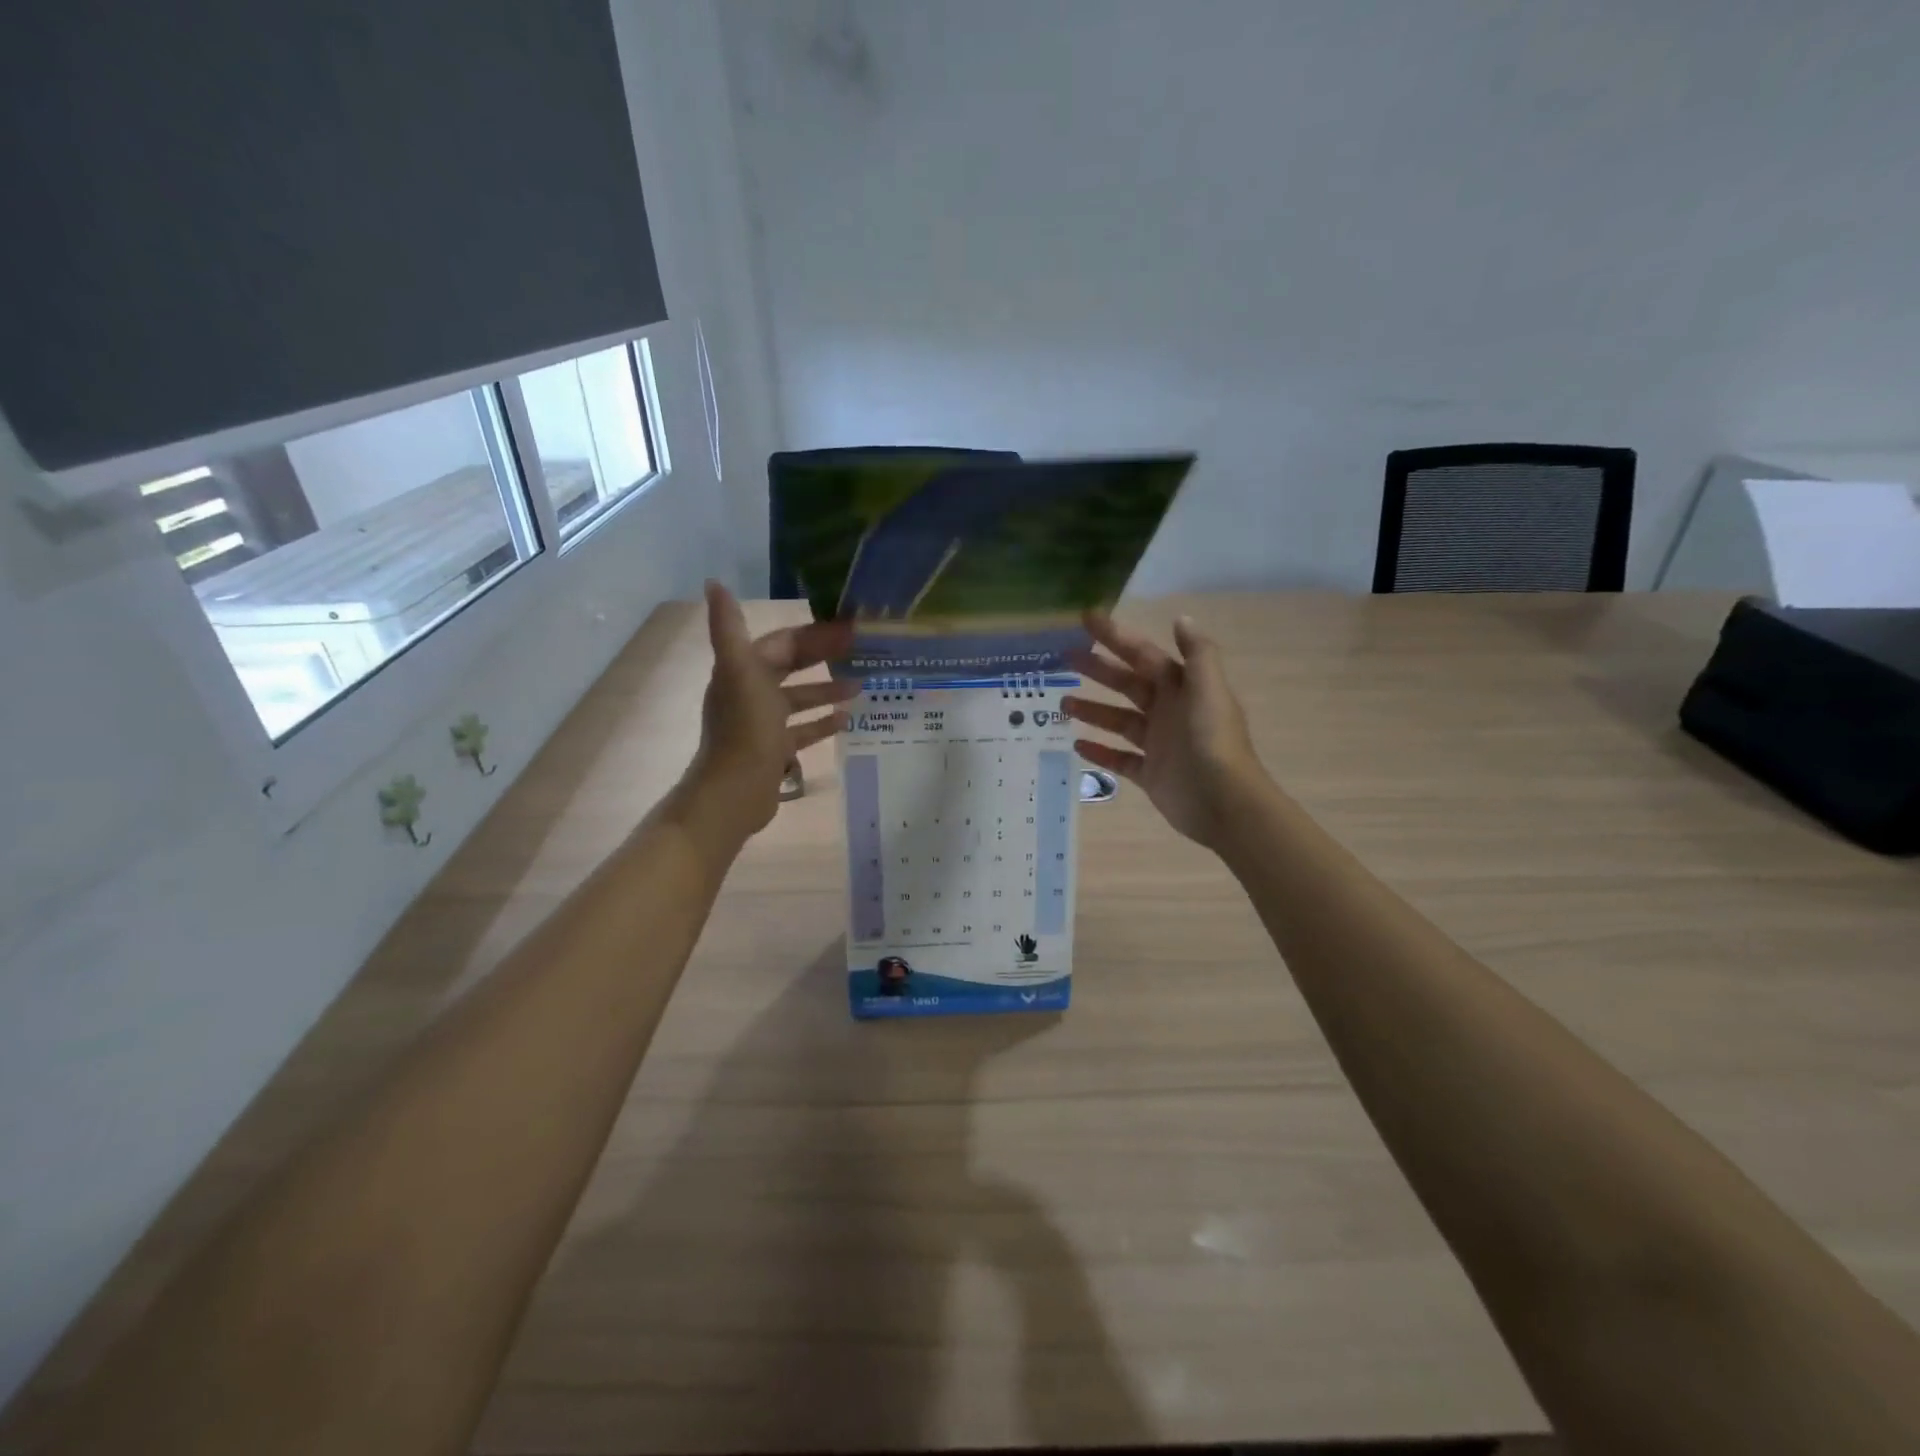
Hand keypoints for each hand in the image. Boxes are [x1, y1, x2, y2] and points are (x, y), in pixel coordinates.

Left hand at [678, 581, 856, 848]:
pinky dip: (821, 722)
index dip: (814, 634)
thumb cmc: (745, 729)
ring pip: (799, 698)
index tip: (850, 629)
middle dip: (823, 657)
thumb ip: (729, 628)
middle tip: (861, 652)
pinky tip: (846, 720)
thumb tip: (714, 583)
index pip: (783, 643)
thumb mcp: (741, 672)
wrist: (735, 792)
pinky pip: (802, 730)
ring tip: (861, 685)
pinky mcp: (773, 750)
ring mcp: (763, 723)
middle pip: (792, 667)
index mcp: (744, 670)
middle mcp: (751, 692)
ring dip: (826, 689)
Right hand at [1063, 610, 1267, 849]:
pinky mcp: (1150, 774)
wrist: (1223, 802)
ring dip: (1092, 710)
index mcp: (1182, 688)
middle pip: (1127, 684)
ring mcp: (1158, 744)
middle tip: (1064, 657)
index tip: (1087, 619)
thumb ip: (1197, 653)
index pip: (1143, 655)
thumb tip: (1181, 618)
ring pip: (1119, 721)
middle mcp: (1169, 712)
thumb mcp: (1208, 690)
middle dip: (1098, 669)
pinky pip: (1119, 759)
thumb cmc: (1212, 741)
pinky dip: (1100, 752)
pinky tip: (1076, 744)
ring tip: (1063, 703)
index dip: (1117, 636)